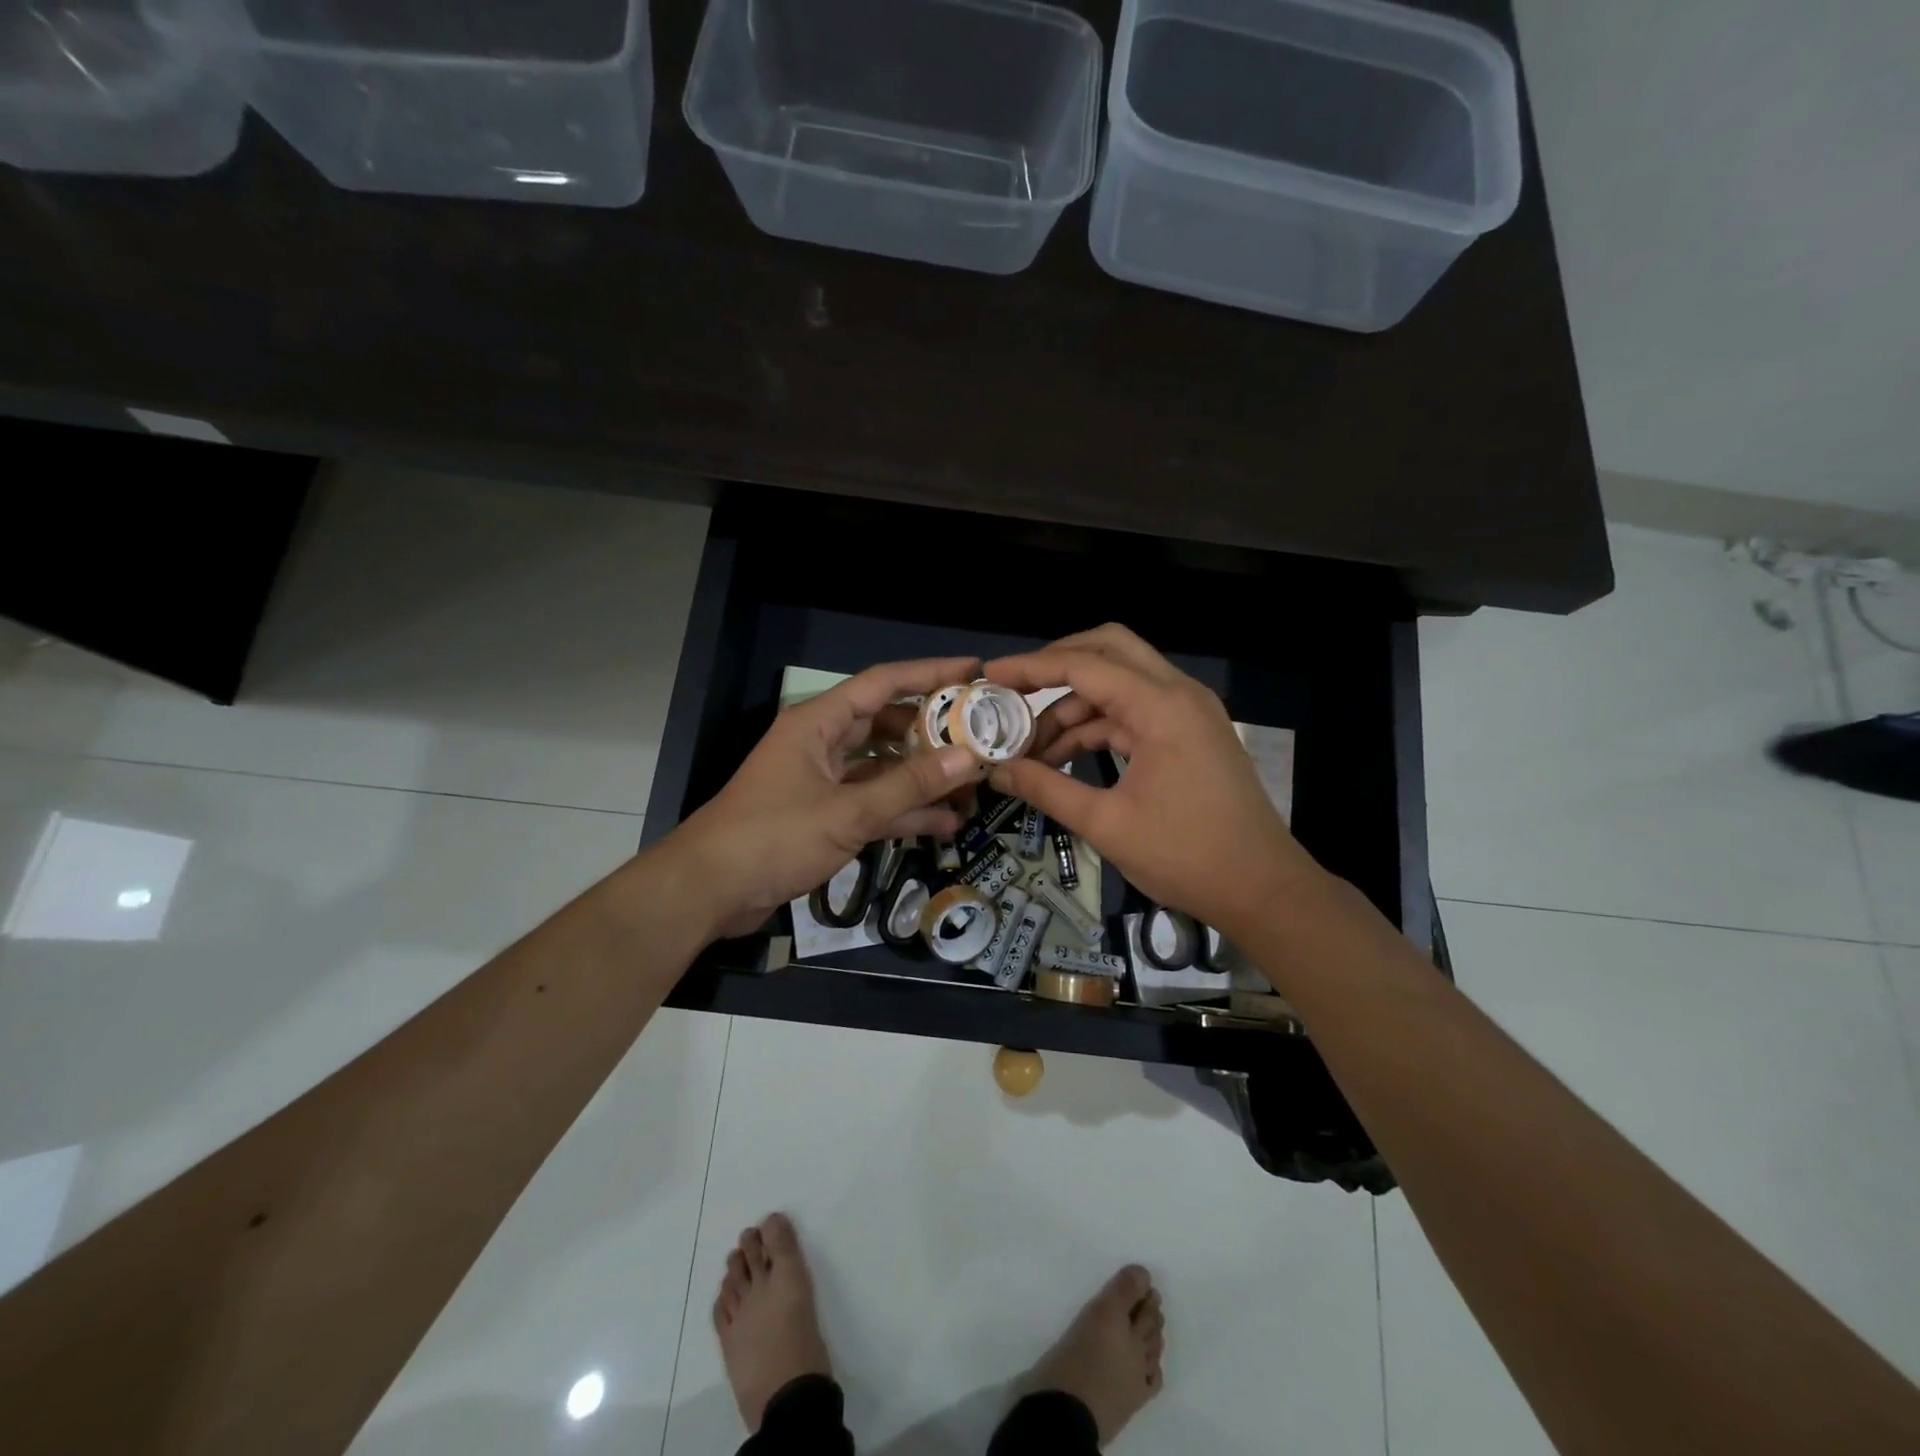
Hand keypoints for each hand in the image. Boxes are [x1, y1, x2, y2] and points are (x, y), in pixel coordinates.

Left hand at [669, 656, 985, 939]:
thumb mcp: (847, 811)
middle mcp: (822, 744)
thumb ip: (909, 785)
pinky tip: (944, 823)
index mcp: (819, 723)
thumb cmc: (773, 837)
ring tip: (973, 784)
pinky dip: (903, 811)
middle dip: (932, 732)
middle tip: (981, 735)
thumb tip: (968, 758)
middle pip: (886, 725)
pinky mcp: (823, 815)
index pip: (882, 683)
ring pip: (882, 768)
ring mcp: (822, 781)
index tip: (973, 671)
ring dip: (922, 777)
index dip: (929, 673)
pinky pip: (872, 802)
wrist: (709, 890)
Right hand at [983, 625, 1324, 939]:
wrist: (1263, 889)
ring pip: (1119, 685)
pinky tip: (1062, 758)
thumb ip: (1046, 789)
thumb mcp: (1106, 824)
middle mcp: (1177, 694)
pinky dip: (1097, 728)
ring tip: (1029, 747)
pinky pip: (1133, 713)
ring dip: (1073, 707)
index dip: (1031, 668)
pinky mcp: (1189, 734)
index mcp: (1161, 706)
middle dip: (1056, 665)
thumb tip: (997, 771)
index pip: (1084, 666)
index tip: (990, 676)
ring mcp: (1187, 712)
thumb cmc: (1186, 856)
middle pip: (1108, 650)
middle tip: (1013, 691)